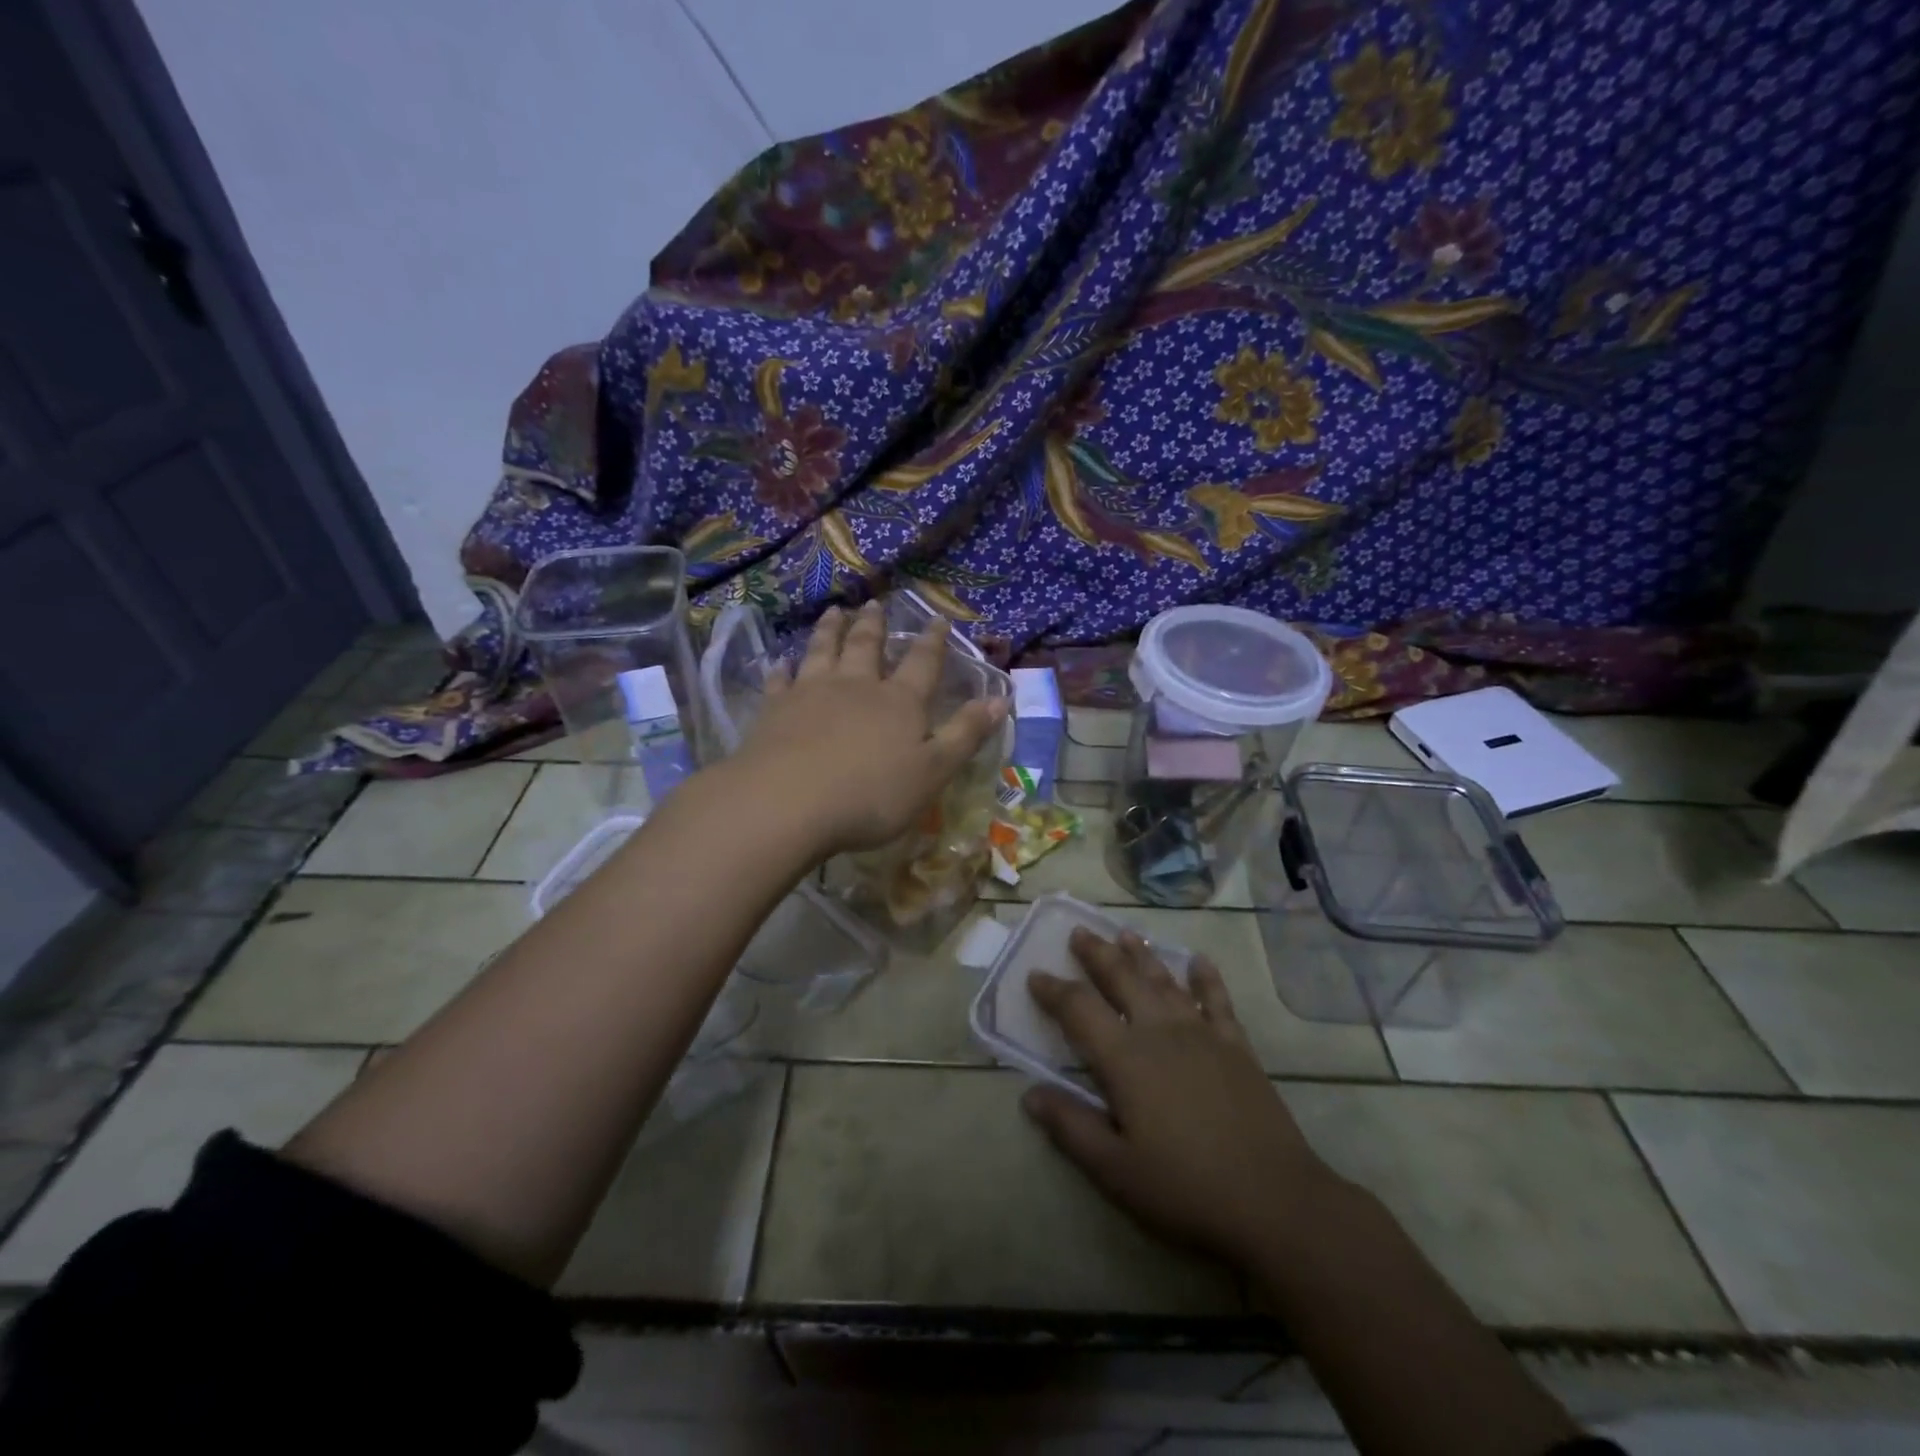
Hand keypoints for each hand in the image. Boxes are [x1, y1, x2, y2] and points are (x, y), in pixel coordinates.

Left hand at [734, 602, 1006, 856]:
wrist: (789, 802)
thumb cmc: (872, 794)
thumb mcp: (933, 771)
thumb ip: (965, 734)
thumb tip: (1000, 699)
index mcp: (899, 702)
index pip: (922, 663)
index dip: (932, 641)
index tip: (937, 618)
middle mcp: (856, 687)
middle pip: (866, 647)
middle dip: (874, 625)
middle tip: (875, 602)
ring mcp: (811, 694)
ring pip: (823, 652)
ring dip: (830, 630)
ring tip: (835, 611)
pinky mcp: (774, 710)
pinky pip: (780, 682)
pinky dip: (782, 670)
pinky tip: (780, 662)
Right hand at [1022, 929, 1339, 1269]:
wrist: (1274, 1202)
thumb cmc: (1185, 1189)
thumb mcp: (1115, 1170)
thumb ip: (1071, 1127)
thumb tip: (1030, 1093)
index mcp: (1125, 1059)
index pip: (1079, 1009)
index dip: (1053, 990)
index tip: (1035, 974)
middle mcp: (1160, 1032)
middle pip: (1122, 979)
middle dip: (1097, 954)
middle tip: (1079, 932)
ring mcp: (1202, 1034)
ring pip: (1165, 982)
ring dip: (1142, 956)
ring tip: (1126, 934)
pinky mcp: (1237, 1047)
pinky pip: (1217, 1001)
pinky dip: (1206, 978)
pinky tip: (1200, 962)